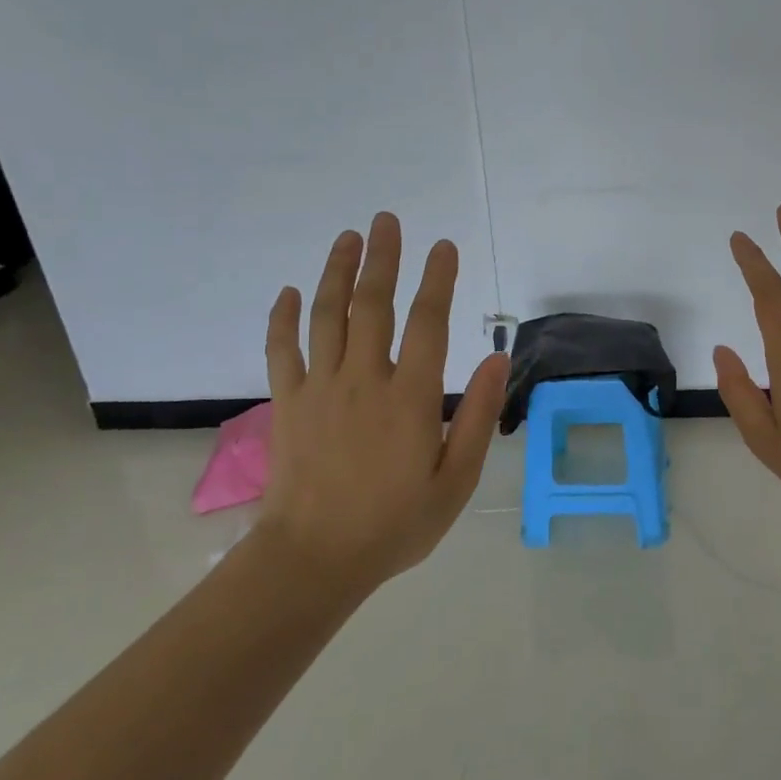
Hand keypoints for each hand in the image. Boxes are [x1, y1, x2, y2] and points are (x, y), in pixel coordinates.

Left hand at [258, 212, 508, 589]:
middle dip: (383, 258)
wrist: (314, 560)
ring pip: (327, 316)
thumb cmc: (395, 523)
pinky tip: (289, 292)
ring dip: (338, 272)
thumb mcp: (456, 479)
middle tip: (387, 220)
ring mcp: (319, 388)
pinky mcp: (287, 404)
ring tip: (349, 237)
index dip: (438, 280)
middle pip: (373, 305)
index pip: (428, 323)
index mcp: (410, 397)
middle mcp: (364, 380)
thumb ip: (478, 415)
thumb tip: (499, 357)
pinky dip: (283, 318)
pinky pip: (281, 350)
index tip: (444, 246)